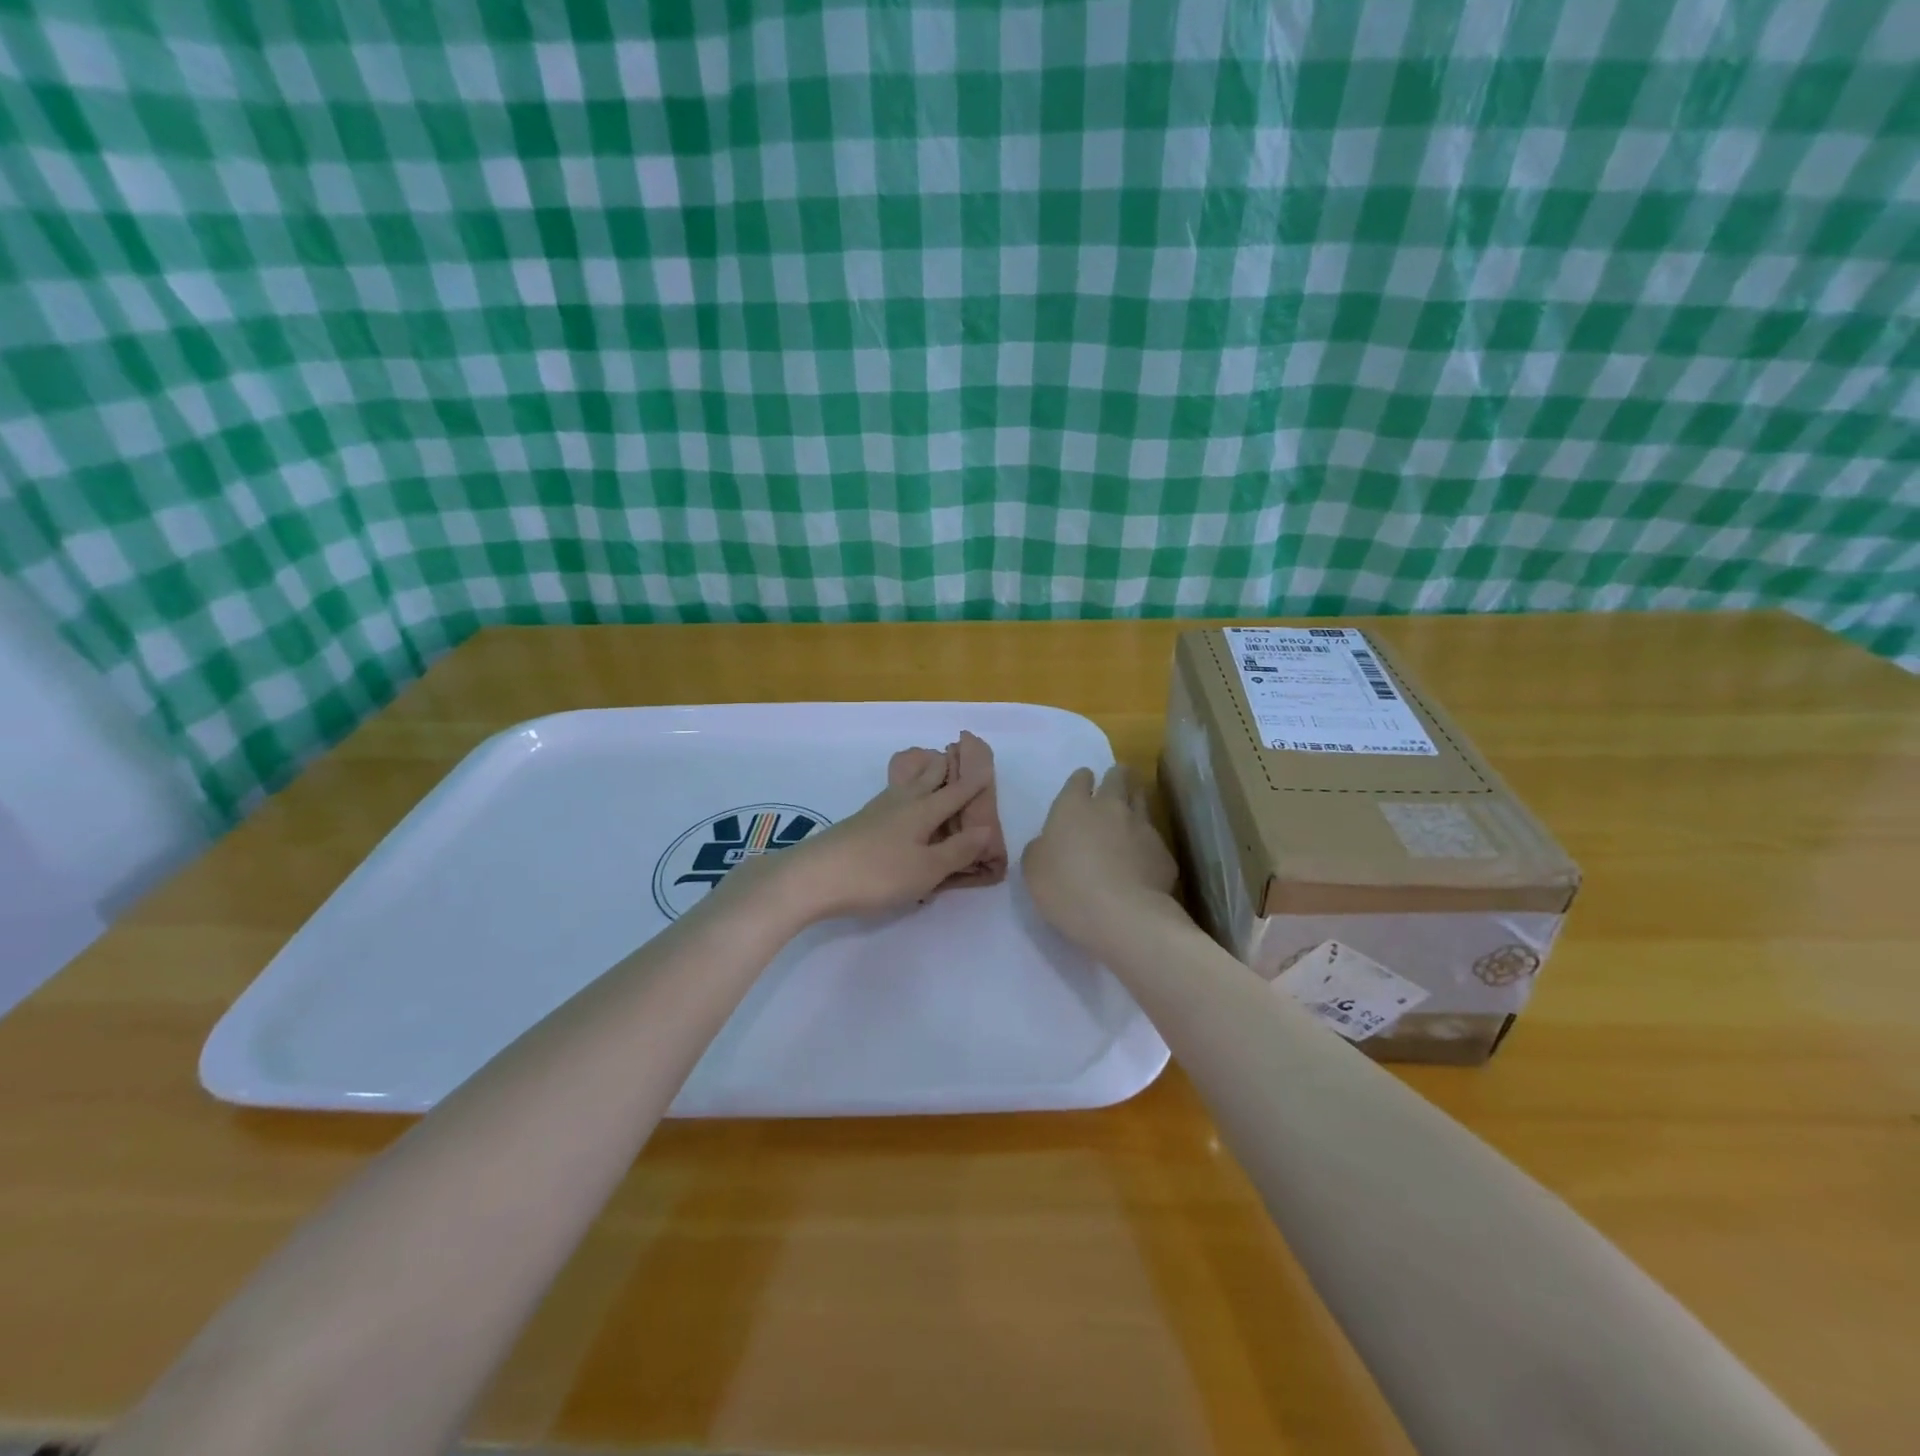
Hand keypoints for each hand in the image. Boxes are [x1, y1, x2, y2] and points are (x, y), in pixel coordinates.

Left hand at [755, 749, 999, 923]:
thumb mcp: (926, 869)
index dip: (974, 782)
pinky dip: (904, 791)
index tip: (987, 766)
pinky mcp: (859, 823)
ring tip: (929, 766)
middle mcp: (901, 803)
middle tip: (956, 753)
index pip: (955, 793)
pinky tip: (898, 801)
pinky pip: (892, 797)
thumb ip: (957, 850)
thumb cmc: (877, 874)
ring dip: (921, 773)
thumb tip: (987, 829)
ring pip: (906, 784)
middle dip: (944, 767)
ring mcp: (876, 811)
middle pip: (927, 778)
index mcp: (923, 811)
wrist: (813, 877)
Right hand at [1022, 765, 1182, 952]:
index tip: (1083, 784)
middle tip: (1116, 780)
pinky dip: (1148, 844)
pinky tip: (1144, 859)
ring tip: (1133, 807)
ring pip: (1142, 800)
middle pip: (1118, 779)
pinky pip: (1155, 840)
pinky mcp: (1164, 853)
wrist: (1122, 915)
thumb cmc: (1066, 888)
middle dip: (1117, 776)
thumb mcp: (1033, 868)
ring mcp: (1142, 827)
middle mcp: (1111, 807)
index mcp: (1073, 807)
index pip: (1079, 779)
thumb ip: (1041, 848)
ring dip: (1136, 800)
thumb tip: (1049, 844)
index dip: (1081, 780)